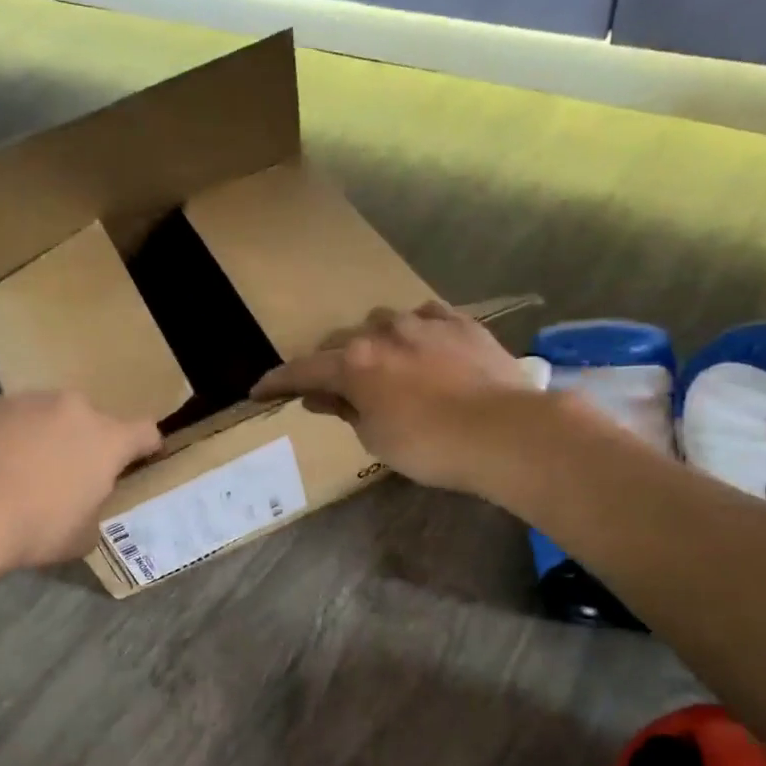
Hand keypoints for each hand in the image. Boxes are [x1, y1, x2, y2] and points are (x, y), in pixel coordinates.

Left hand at [0, 391, 161, 568]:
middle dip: (86, 442)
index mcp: (108, 439)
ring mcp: (29, 400)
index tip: (138, 460)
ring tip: (23, 468)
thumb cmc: (35, 527)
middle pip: (92, 420)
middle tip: (68, 473)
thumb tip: (86, 507)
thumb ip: (95, 511)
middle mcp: (74, 408)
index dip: (145, 447)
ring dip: (46, 434)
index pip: (146, 431)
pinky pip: (10, 417)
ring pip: (49, 414)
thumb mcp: (82, 536)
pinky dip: (9, 434)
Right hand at [252, 302, 538, 491]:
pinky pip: (425, 318)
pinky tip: (423, 346)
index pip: (302, 370)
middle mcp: (382, 332)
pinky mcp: (460, 322)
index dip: (276, 382)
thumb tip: (319, 395)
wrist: (506, 431)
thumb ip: (345, 409)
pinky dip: (414, 332)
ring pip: (382, 323)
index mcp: (354, 364)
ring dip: (373, 343)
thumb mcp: (376, 438)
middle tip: (332, 388)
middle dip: (330, 364)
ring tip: (384, 365)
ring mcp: (423, 322)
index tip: (259, 390)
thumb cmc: (431, 446)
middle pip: (341, 342)